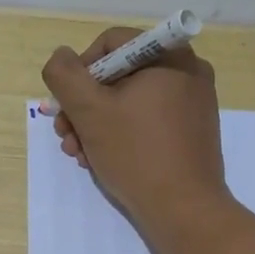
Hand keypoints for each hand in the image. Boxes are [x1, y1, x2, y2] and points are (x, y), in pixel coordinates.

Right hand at [42, 29, 227, 226]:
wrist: (184, 211)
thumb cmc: (136, 153)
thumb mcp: (89, 110)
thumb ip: (65, 75)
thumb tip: (61, 58)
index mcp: (169, 56)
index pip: (110, 43)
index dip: (79, 70)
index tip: (66, 104)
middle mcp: (187, 72)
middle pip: (118, 74)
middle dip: (84, 105)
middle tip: (65, 134)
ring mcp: (193, 104)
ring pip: (130, 101)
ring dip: (96, 124)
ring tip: (79, 154)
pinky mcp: (191, 132)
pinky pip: (147, 120)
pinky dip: (121, 135)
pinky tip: (100, 160)